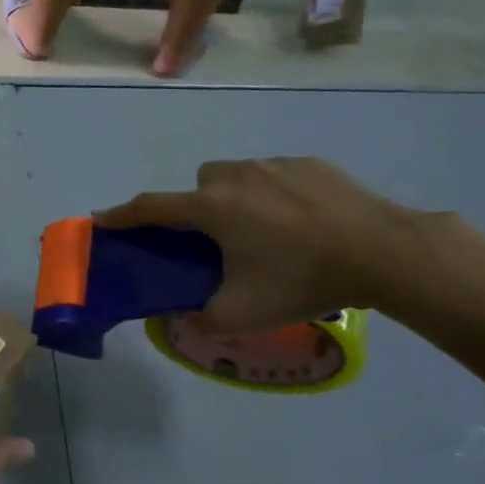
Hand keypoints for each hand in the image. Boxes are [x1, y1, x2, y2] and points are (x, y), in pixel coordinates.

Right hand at [97, 157, 427, 332]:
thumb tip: (181, 319)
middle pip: (198, 186)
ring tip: (267, 234)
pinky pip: (276, 175)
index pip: (152, 208)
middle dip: (198, 208)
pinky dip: (275, 195)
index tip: (102, 219)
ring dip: (237, 199)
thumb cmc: (301, 279)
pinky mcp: (311, 164)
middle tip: (220, 242)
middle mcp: (235, 176)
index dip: (122, 215)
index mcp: (211, 208)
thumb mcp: (242, 314)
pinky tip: (303, 223)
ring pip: (237, 176)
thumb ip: (200, 319)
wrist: (382, 251)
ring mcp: (275, 164)